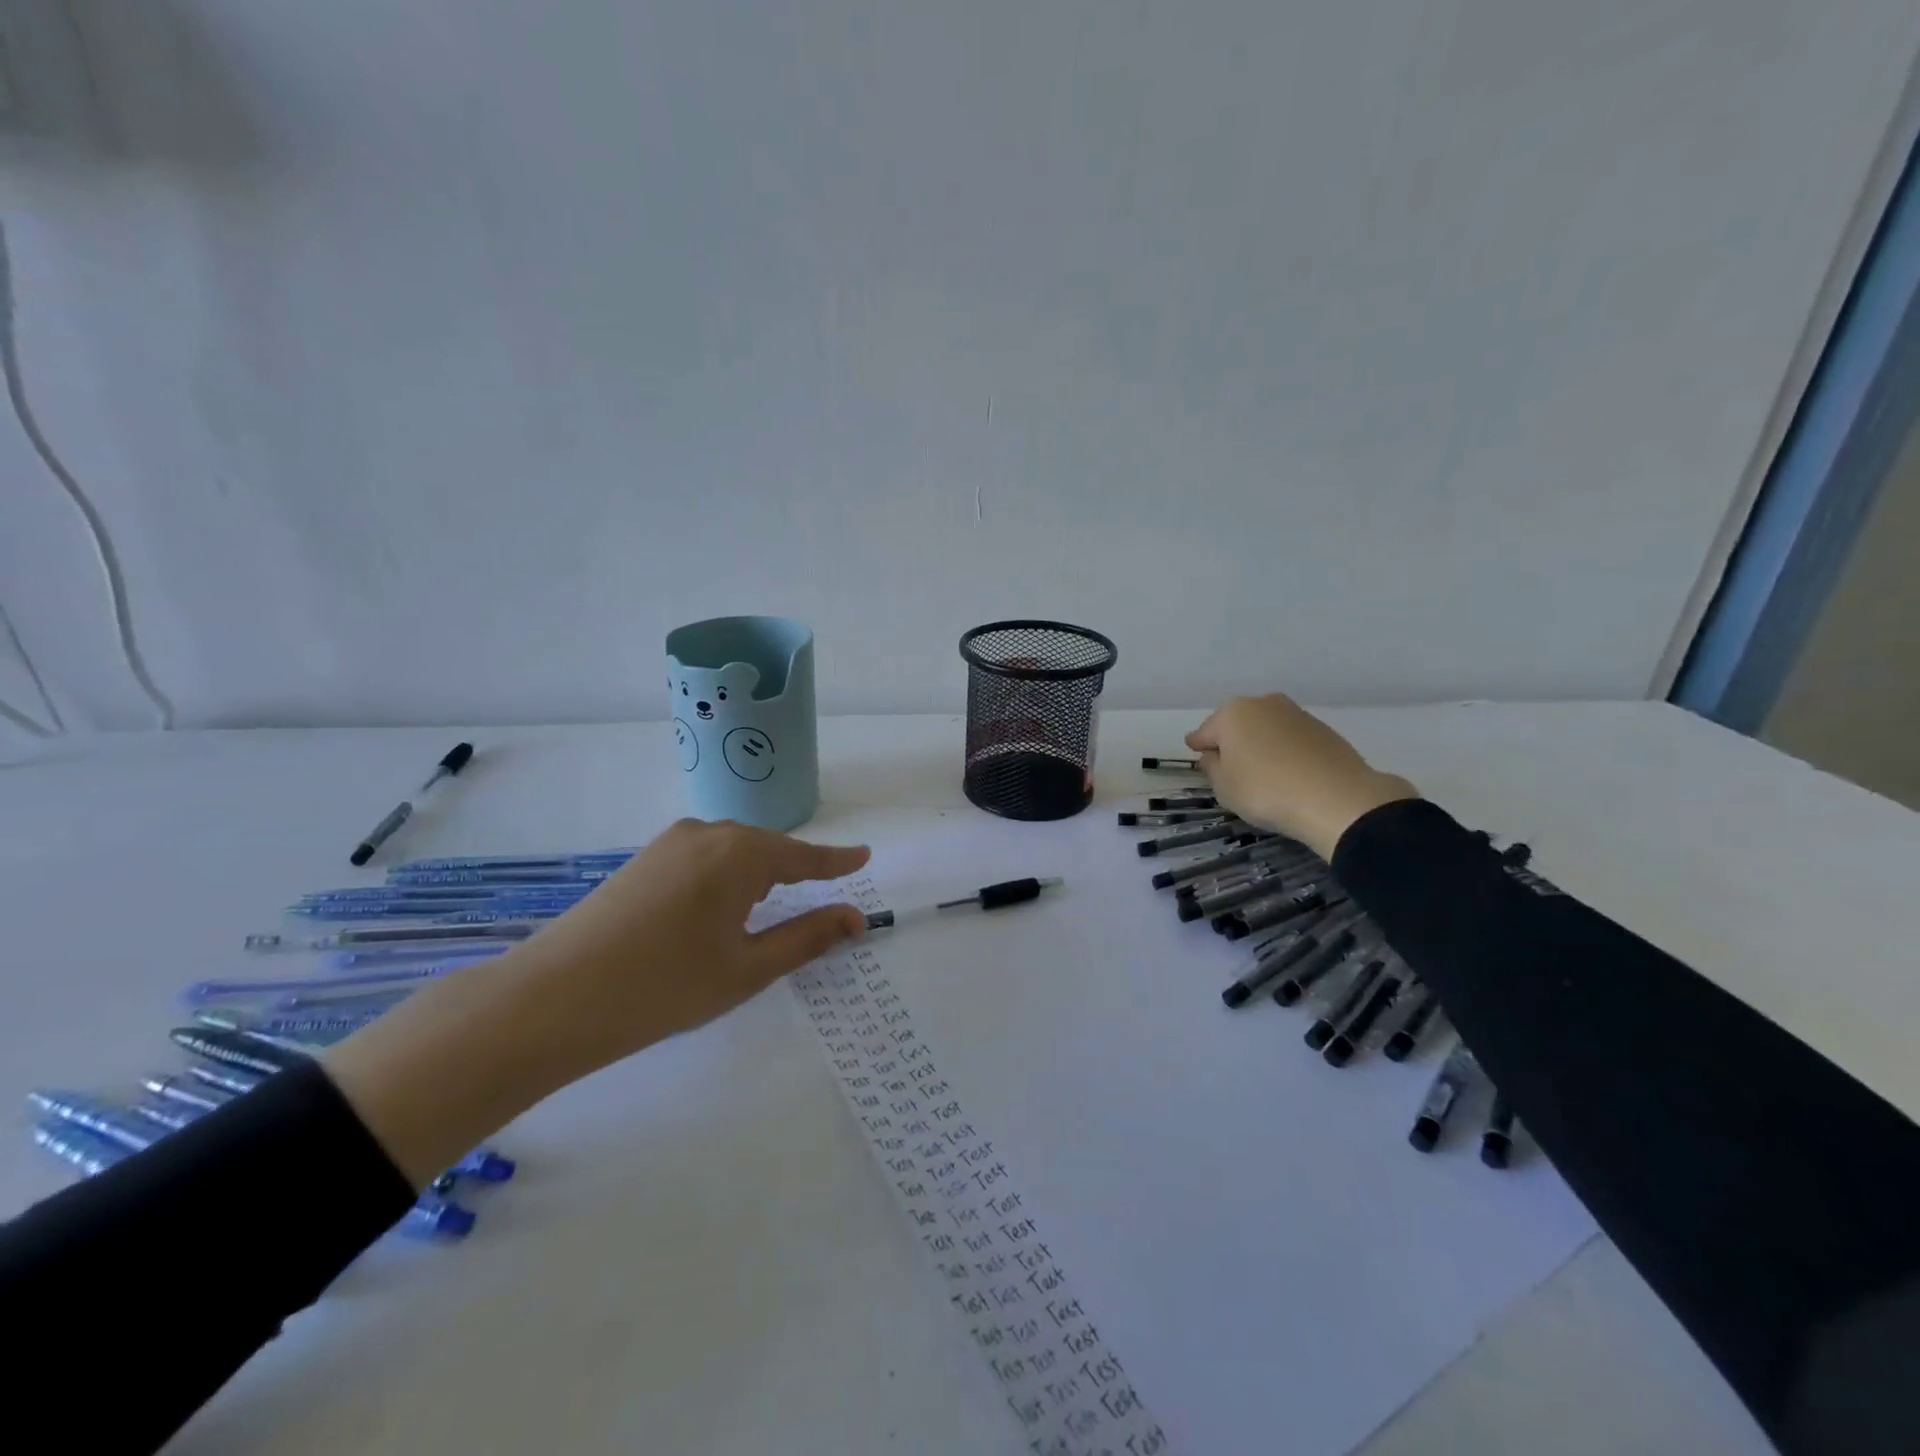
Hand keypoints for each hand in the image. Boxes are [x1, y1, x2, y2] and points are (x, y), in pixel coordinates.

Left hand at [324, 820, 869, 1185]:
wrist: (551, 999)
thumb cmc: (664, 986)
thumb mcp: (748, 968)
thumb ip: (807, 937)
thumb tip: (855, 918)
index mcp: (739, 853)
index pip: (804, 856)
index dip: (836, 860)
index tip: (864, 856)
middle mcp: (707, 833)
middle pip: (767, 850)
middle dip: (794, 873)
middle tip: (817, 901)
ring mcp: (669, 844)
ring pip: (733, 854)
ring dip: (756, 879)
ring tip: (764, 915)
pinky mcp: (642, 861)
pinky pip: (703, 861)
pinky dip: (724, 881)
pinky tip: (716, 913)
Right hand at [1185, 694, 1416, 858]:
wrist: (1336, 798)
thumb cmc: (1265, 790)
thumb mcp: (1223, 787)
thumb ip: (1211, 767)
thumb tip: (1214, 754)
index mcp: (1232, 713)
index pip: (1205, 732)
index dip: (1199, 746)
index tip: (1196, 754)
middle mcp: (1263, 704)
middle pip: (1238, 724)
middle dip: (1232, 741)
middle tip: (1229, 767)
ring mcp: (1296, 713)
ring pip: (1267, 729)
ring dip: (1261, 745)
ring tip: (1262, 772)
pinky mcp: (1323, 729)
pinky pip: (1291, 740)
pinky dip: (1285, 752)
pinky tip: (1288, 773)